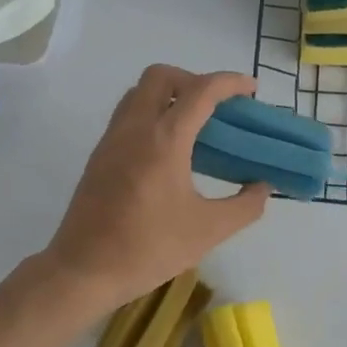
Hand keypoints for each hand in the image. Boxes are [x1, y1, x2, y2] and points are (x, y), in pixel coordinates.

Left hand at [42, 65, 269, 310]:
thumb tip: (263, 187)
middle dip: (193, 80)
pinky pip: (127, 116)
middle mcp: (134, 128)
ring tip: (194, 126)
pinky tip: (168, 151)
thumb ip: (245, 206)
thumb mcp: (208, 231)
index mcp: (164, 139)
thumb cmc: (148, 249)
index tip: (251, 89)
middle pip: (161, 76)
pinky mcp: (99, 156)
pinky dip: (151, 114)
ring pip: (139, 93)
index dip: (230, 82)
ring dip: (168, 95)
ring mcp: (111, 139)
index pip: (200, 91)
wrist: (83, 270)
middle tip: (216, 108)